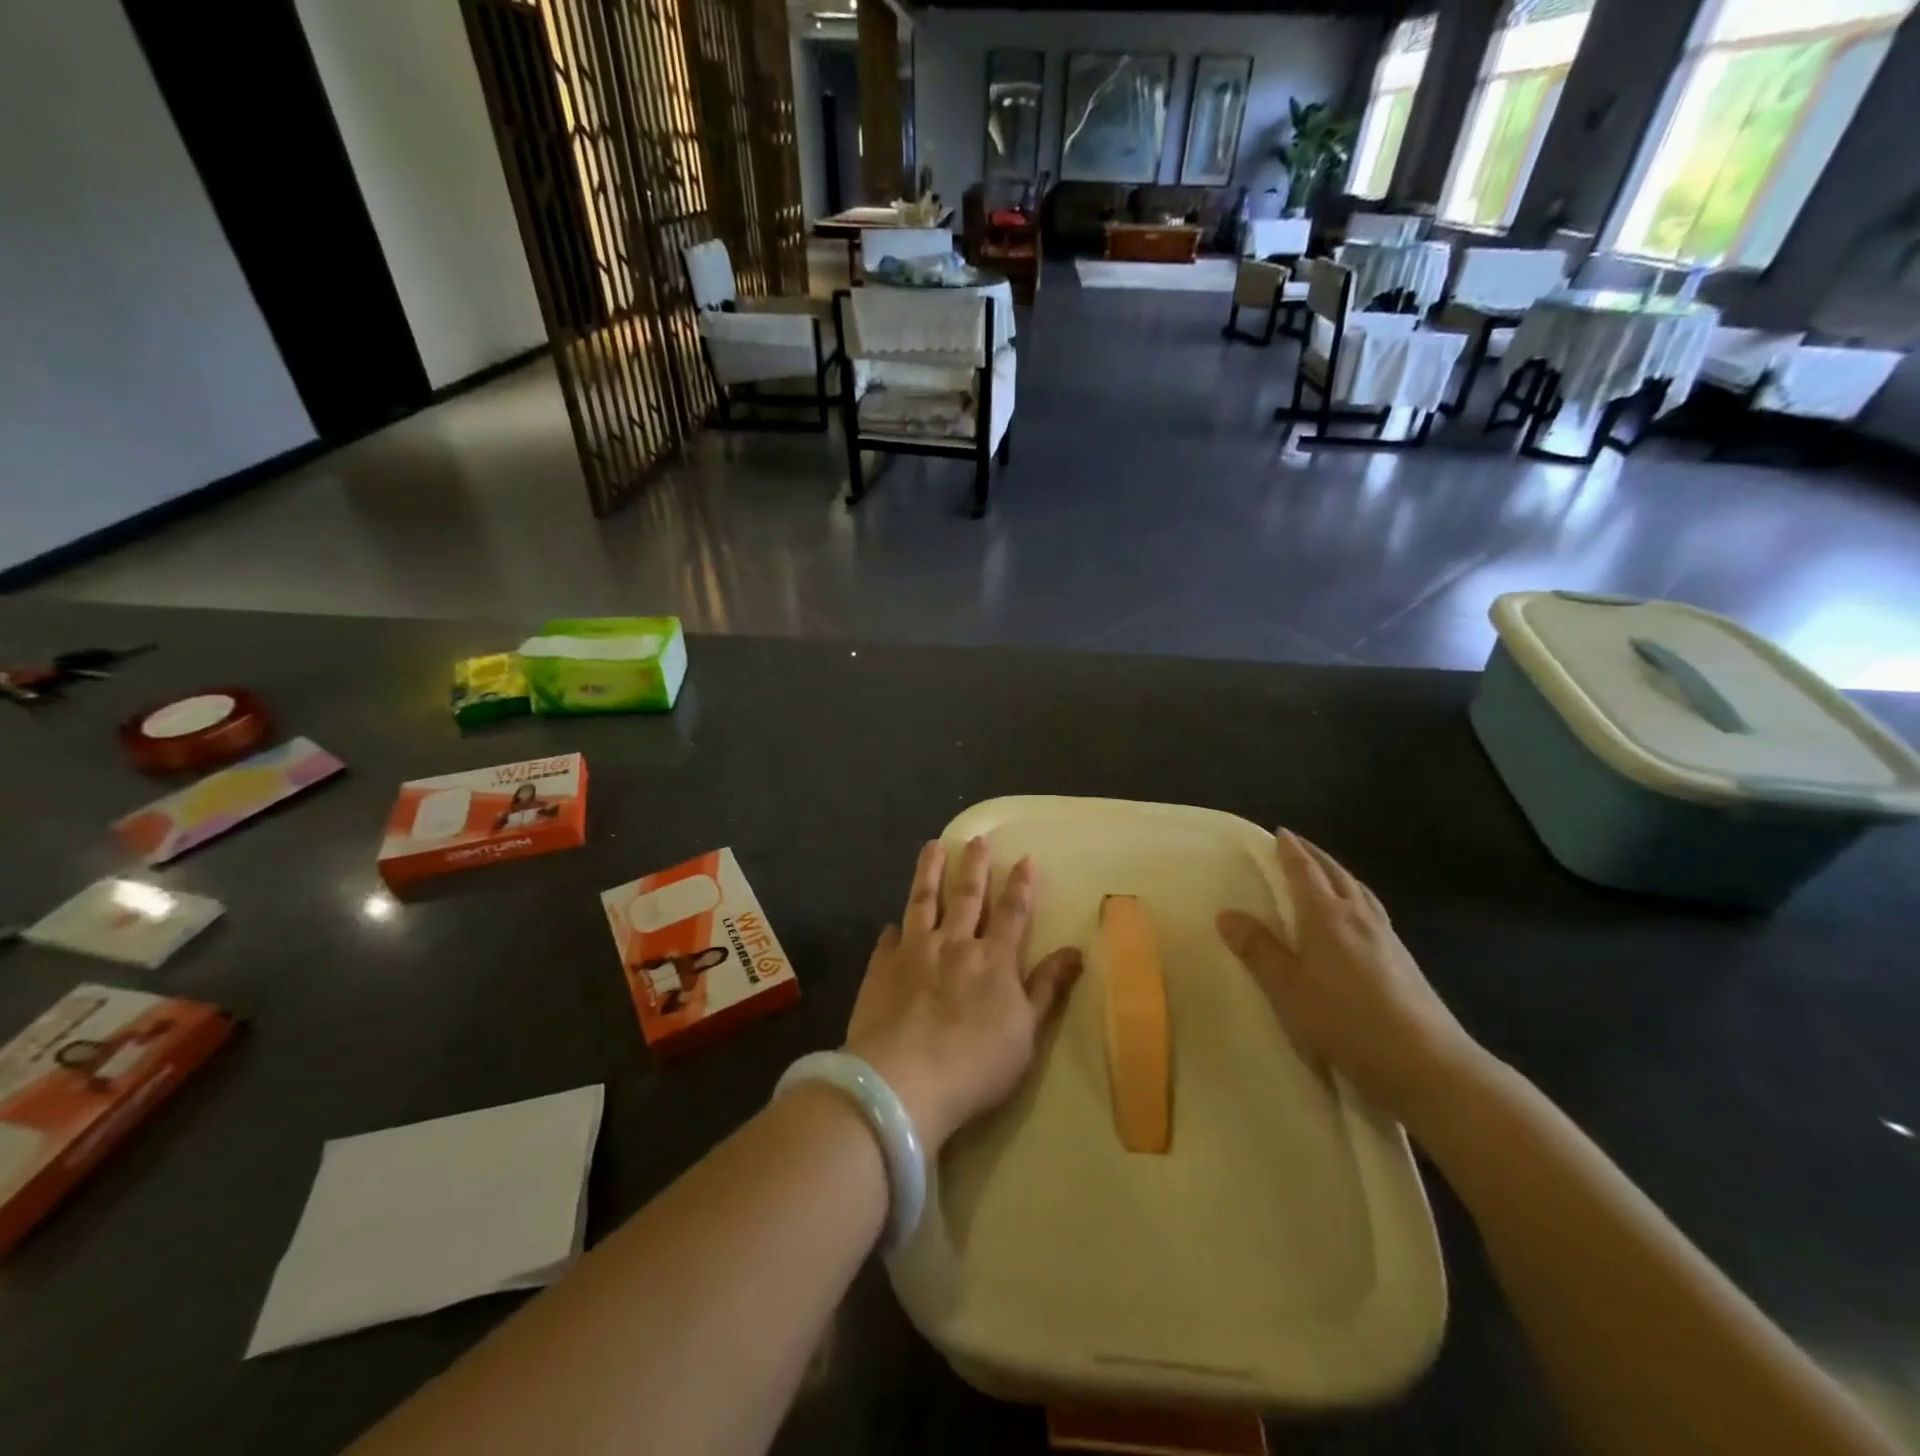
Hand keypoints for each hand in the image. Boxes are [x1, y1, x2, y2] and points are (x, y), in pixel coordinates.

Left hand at [846, 838, 1082, 1151]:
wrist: (904, 1079)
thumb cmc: (976, 1064)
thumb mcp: (1026, 1032)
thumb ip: (1047, 989)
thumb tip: (1075, 952)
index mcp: (994, 959)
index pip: (1013, 913)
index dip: (1021, 886)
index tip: (1025, 858)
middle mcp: (955, 944)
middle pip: (967, 897)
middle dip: (974, 867)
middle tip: (976, 839)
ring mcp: (914, 952)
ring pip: (924, 902)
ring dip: (929, 873)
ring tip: (932, 847)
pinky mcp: (881, 967)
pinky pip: (888, 940)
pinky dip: (892, 929)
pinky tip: (891, 924)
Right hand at [1217, 831, 1480, 1124]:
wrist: (1427, 1064)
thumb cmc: (1345, 1021)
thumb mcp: (1288, 989)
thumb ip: (1258, 950)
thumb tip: (1227, 913)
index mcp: (1326, 916)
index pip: (1305, 872)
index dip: (1291, 851)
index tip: (1280, 832)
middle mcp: (1358, 916)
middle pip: (1336, 874)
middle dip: (1315, 855)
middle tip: (1298, 844)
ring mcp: (1386, 937)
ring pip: (1359, 891)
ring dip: (1339, 873)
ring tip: (1327, 871)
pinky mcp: (1403, 960)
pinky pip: (1373, 911)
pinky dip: (1357, 897)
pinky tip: (1358, 915)